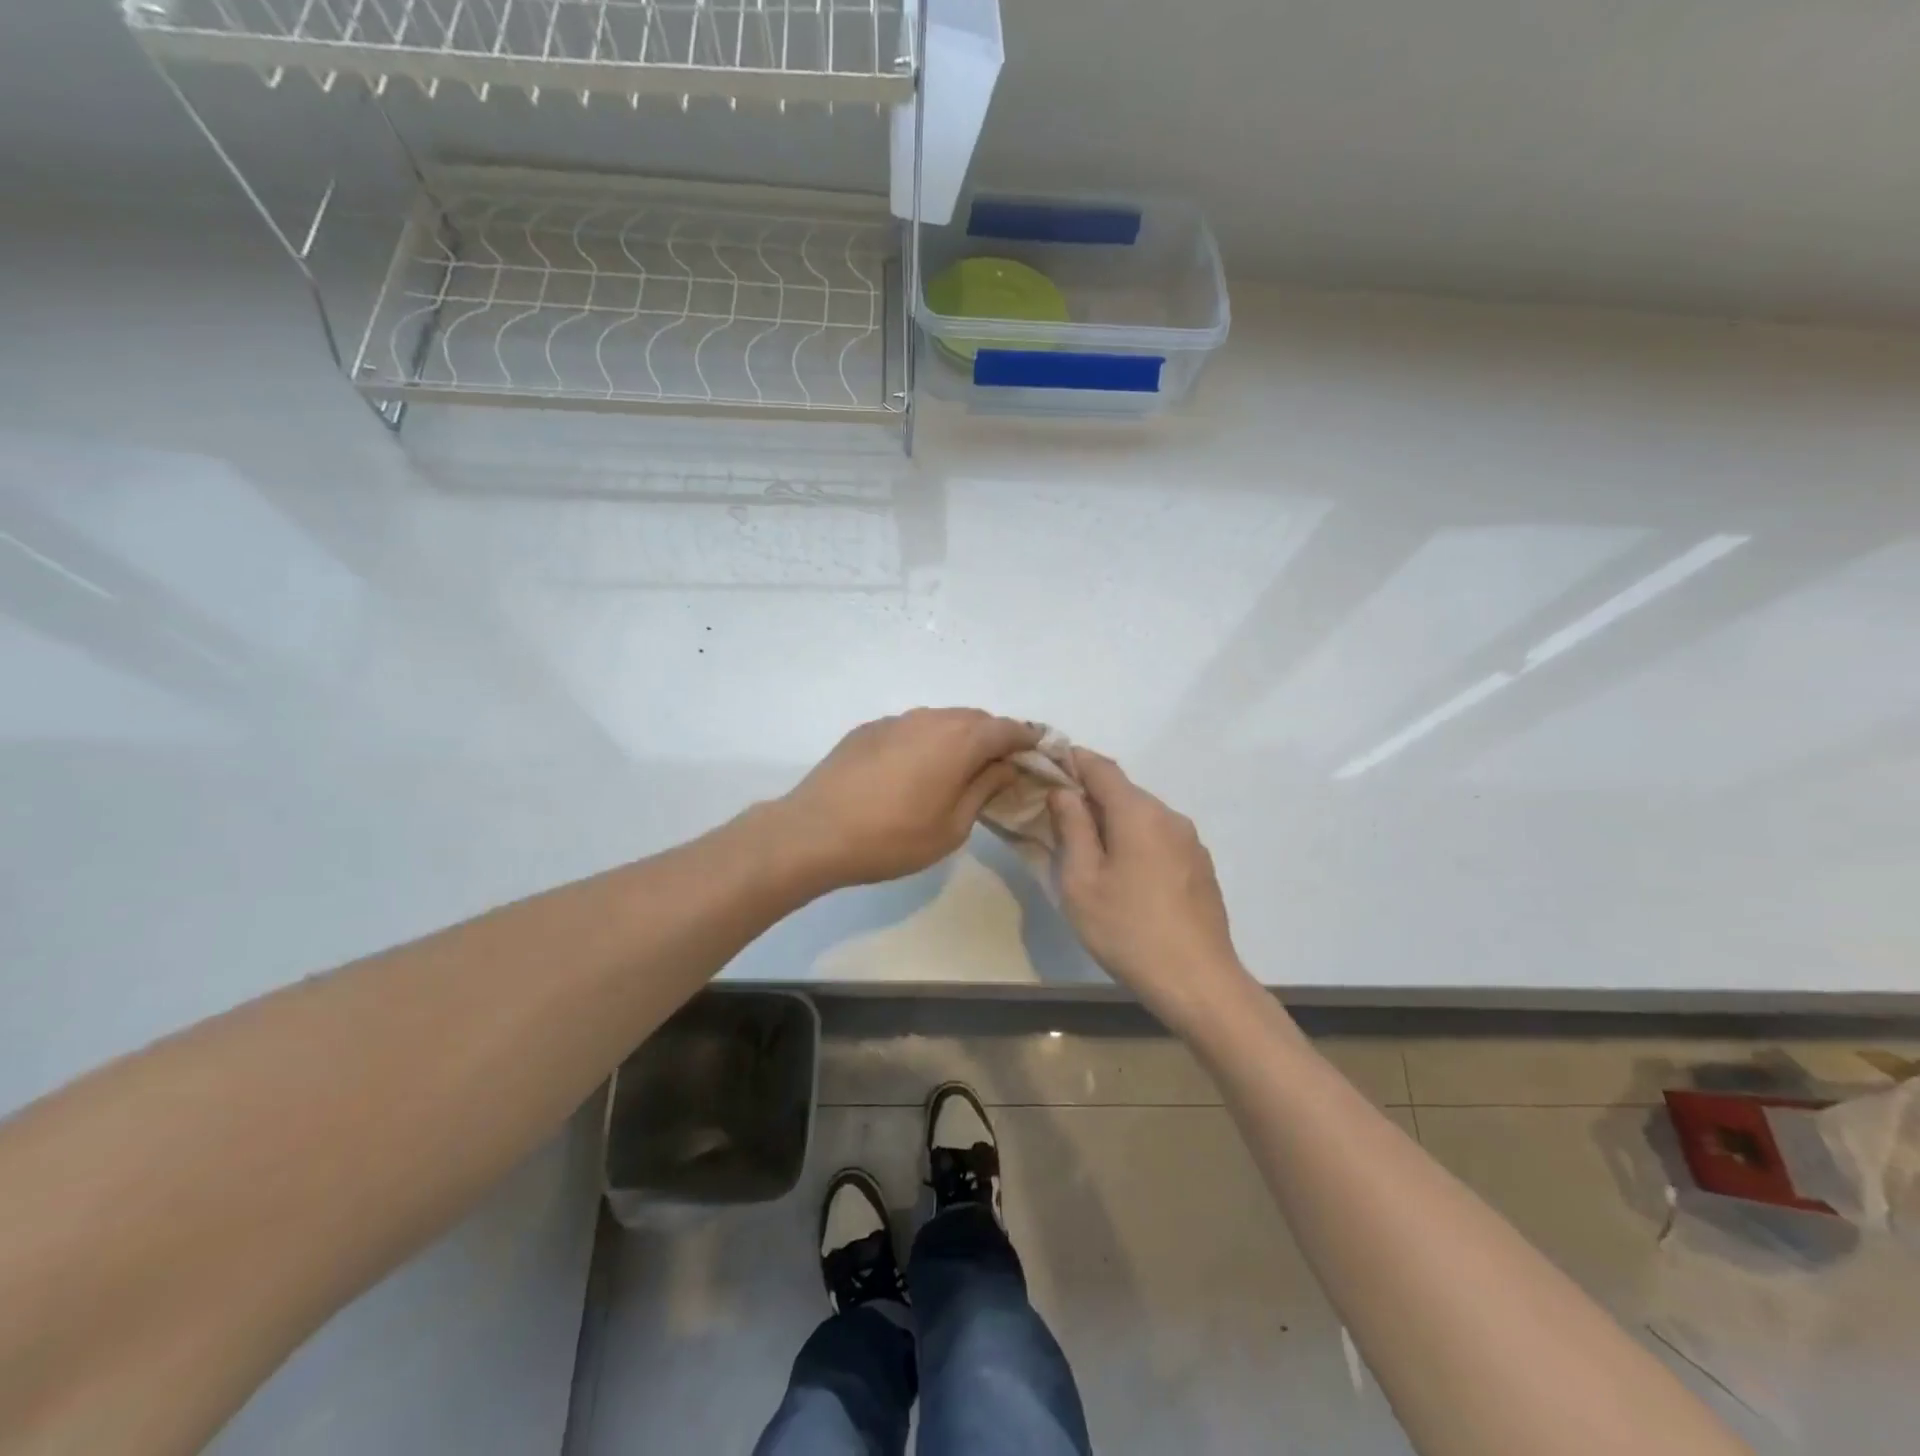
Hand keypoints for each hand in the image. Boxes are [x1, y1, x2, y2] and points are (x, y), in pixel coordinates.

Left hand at [775, 709, 1040, 889]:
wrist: (815, 832)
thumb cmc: (893, 837)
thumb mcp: (953, 827)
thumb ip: (984, 789)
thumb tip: (1003, 767)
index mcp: (960, 740)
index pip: (1008, 729)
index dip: (1028, 739)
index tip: (1039, 753)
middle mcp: (931, 718)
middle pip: (975, 719)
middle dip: (994, 737)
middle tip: (1001, 766)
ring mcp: (896, 720)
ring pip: (941, 720)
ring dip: (959, 738)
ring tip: (960, 768)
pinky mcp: (869, 729)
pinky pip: (911, 728)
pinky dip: (926, 741)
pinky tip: (915, 770)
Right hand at [1049, 750, 1256, 1034]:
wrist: (1198, 981)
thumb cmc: (1128, 929)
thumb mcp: (1082, 881)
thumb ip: (1072, 828)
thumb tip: (1064, 792)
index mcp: (1138, 813)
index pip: (1101, 767)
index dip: (1072, 760)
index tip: (1045, 764)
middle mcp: (1169, 816)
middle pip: (1123, 791)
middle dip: (1089, 795)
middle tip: (1055, 814)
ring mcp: (1190, 842)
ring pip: (1142, 815)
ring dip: (1112, 820)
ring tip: (1086, 848)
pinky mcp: (1199, 866)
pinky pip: (1159, 838)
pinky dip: (1134, 840)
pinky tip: (1122, 873)